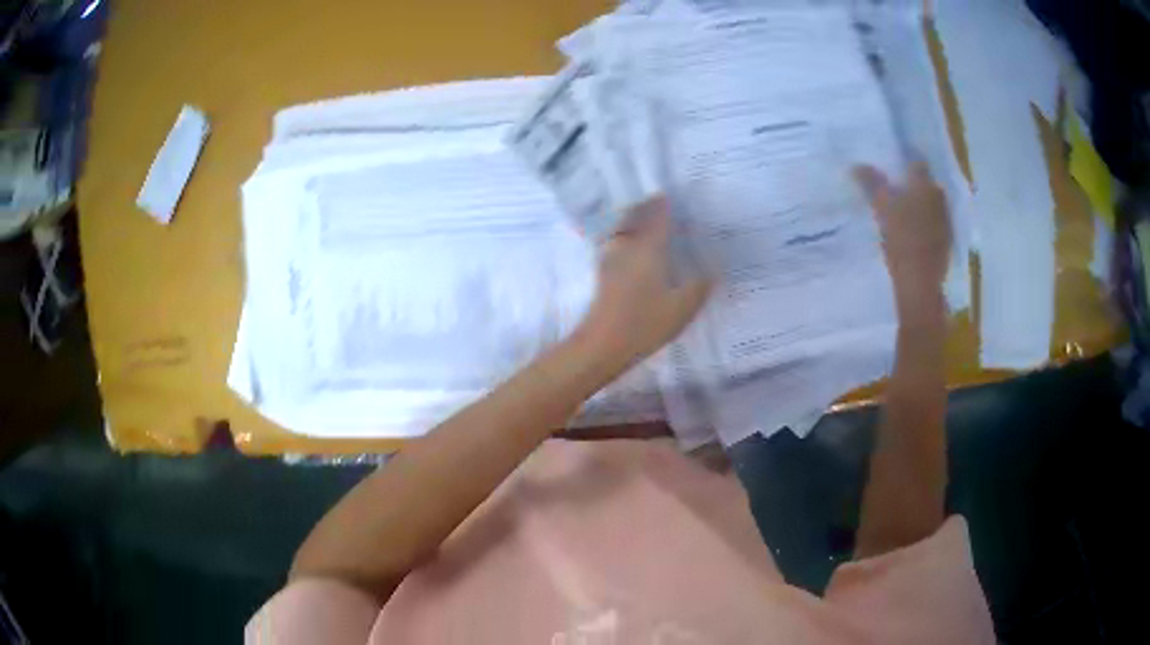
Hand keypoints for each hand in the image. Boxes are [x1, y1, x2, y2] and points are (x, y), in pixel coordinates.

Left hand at [573, 196, 711, 365]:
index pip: (659, 215)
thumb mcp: (683, 308)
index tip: (674, 195)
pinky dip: (624, 233)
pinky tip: (630, 243)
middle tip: (661, 201)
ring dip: (633, 217)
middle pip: (636, 215)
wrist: (603, 344)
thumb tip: (713, 269)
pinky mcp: (602, 271)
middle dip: (648, 206)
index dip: (666, 204)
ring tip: (647, 217)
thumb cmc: (645, 323)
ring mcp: (611, 257)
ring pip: (623, 226)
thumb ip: (700, 285)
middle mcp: (628, 245)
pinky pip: (615, 240)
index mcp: (649, 247)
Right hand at [853, 162, 951, 311]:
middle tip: (896, 187)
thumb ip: (871, 184)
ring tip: (903, 209)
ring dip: (920, 204)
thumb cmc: (902, 239)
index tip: (893, 165)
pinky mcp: (946, 242)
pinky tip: (913, 231)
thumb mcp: (881, 208)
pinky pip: (935, 223)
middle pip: (926, 183)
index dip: (905, 161)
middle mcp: (939, 198)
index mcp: (925, 185)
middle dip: (913, 183)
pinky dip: (925, 223)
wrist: (920, 284)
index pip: (916, 163)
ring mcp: (945, 221)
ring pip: (931, 203)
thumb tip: (857, 165)